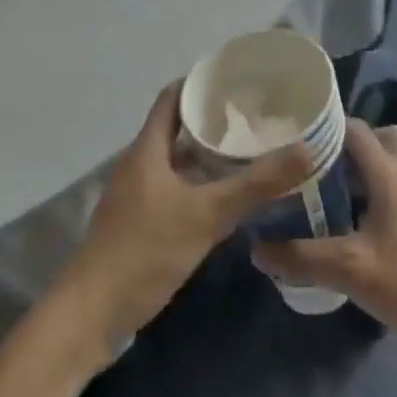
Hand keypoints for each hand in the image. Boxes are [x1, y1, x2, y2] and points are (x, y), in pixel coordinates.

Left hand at [56, 81, 313, 362]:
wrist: (90, 316)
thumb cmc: (144, 252)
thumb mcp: (206, 215)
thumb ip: (255, 184)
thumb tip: (306, 149)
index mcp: (147, 150)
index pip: (173, 98)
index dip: (201, 84)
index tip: (237, 80)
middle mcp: (139, 166)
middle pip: (176, 129)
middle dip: (213, 121)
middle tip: (255, 118)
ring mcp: (136, 197)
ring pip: (176, 163)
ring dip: (207, 156)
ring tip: (249, 153)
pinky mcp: (138, 226)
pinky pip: (174, 191)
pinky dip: (199, 186)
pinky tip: (226, 199)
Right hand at [252, 120, 396, 356]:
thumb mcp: (348, 270)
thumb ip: (300, 257)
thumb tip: (255, 247)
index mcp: (389, 171)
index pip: (354, 128)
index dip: (323, 128)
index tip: (290, 140)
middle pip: (378, 137)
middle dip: (347, 145)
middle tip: (315, 166)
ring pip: (389, 162)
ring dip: (361, 170)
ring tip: (325, 192)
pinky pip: (396, 186)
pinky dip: (374, 192)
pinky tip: (351, 223)